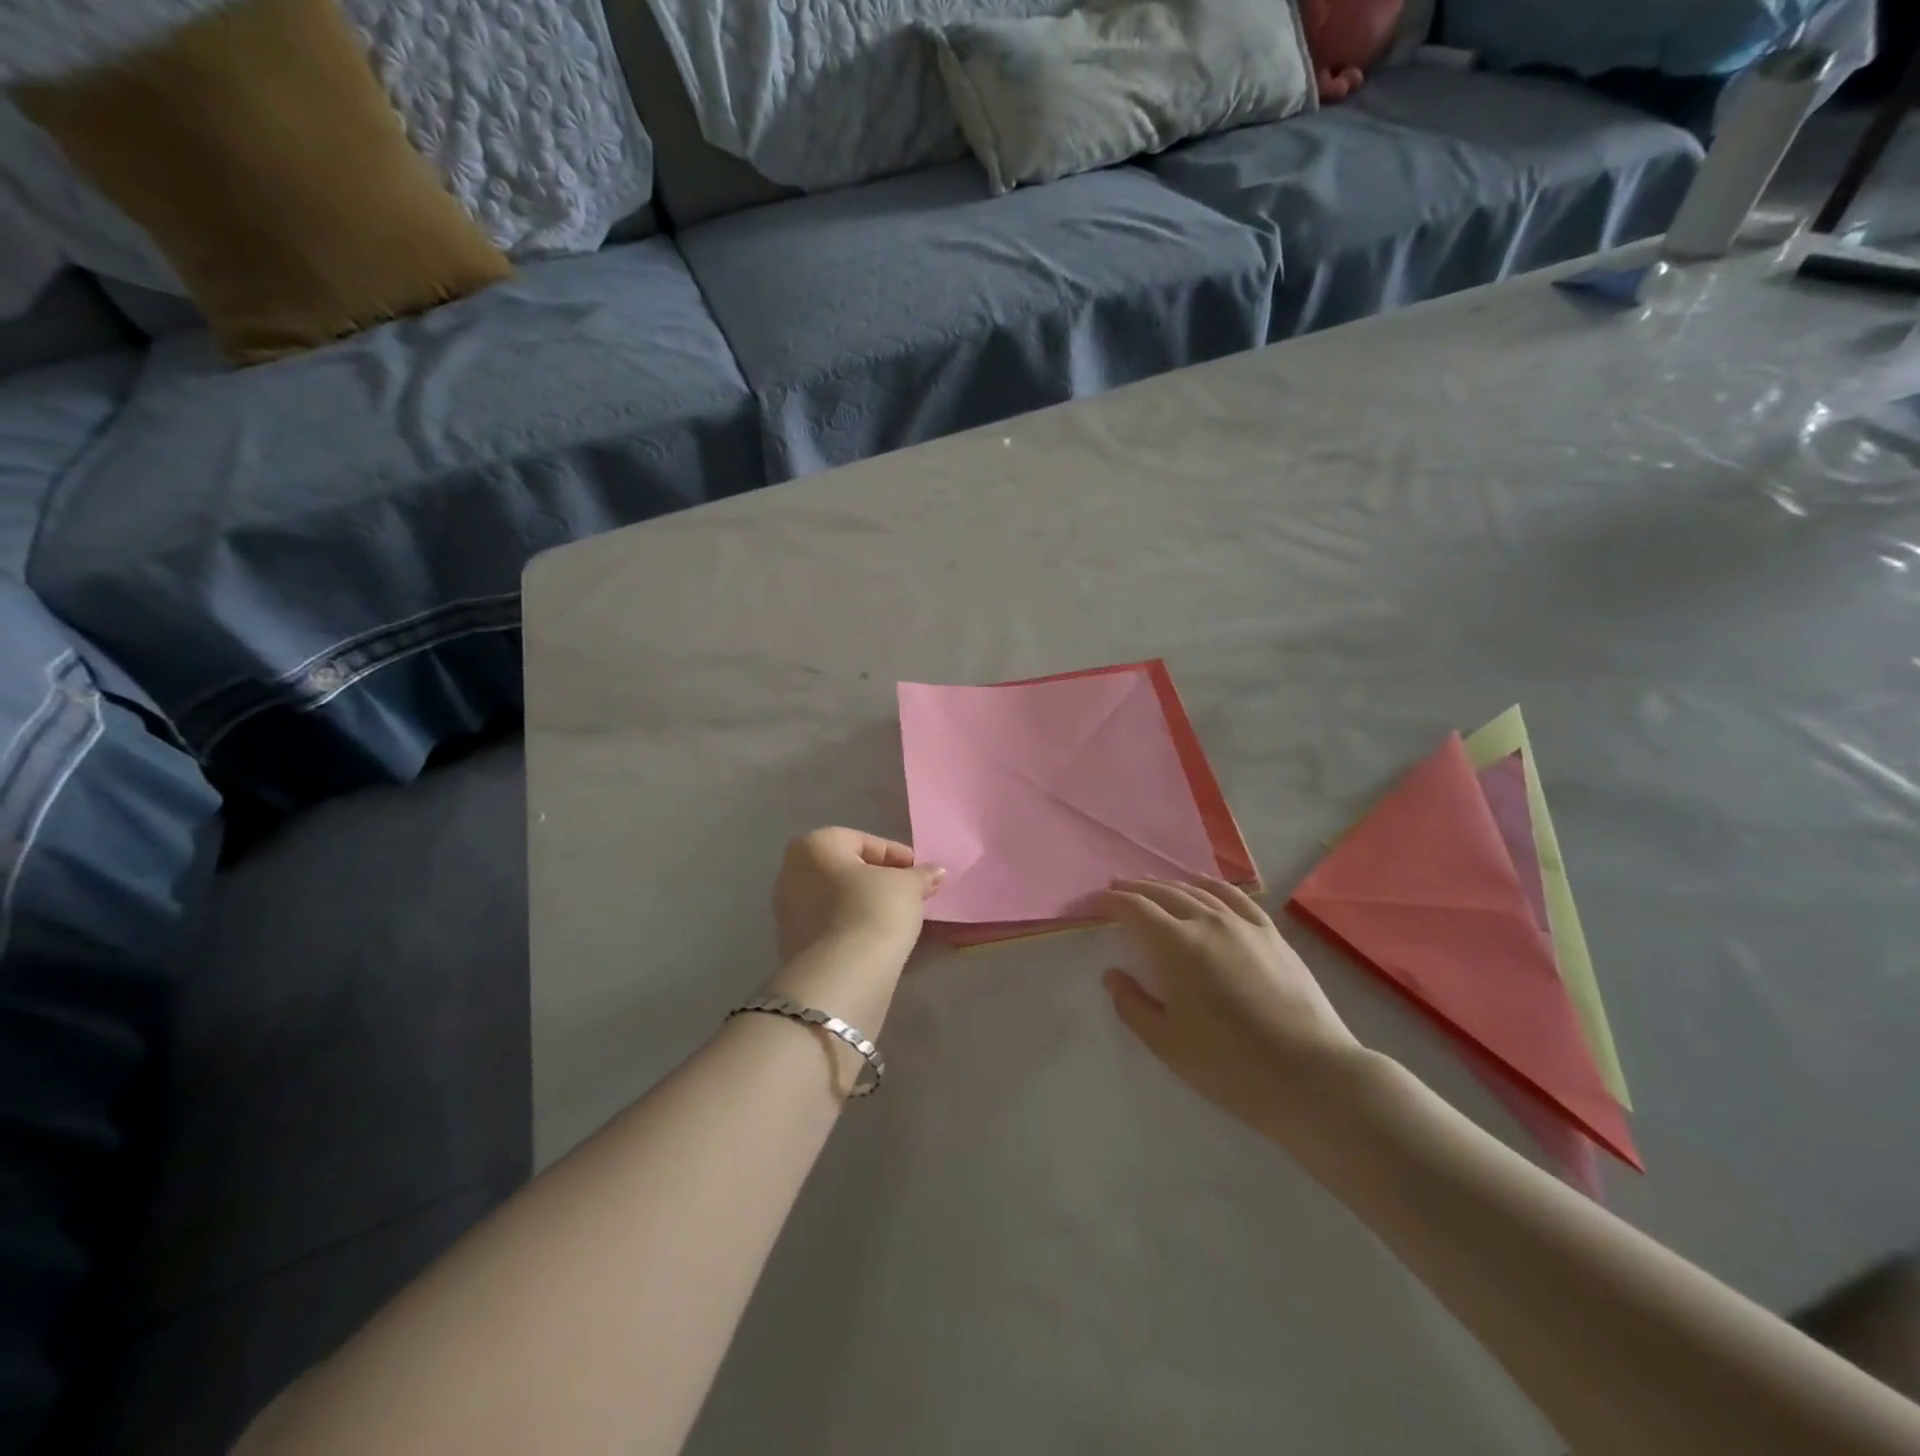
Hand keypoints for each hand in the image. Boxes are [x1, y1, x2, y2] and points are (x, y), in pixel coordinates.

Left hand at [772, 828, 944, 966]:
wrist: (842, 975)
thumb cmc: (874, 910)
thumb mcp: (908, 886)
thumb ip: (921, 874)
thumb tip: (936, 871)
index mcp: (814, 846)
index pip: (864, 842)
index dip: (897, 856)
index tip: (921, 874)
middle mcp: (791, 872)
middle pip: (846, 870)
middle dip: (880, 880)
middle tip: (911, 894)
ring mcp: (787, 912)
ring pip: (837, 899)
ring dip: (866, 904)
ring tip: (898, 918)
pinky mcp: (791, 946)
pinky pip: (830, 926)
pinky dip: (853, 926)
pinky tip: (877, 939)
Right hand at [1101, 878, 1362, 1137]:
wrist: (1311, 1075)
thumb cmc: (1230, 1065)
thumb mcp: (1168, 1044)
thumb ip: (1133, 1005)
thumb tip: (1112, 975)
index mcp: (1177, 946)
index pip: (1136, 909)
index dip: (1113, 901)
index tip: (1097, 901)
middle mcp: (1208, 922)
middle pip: (1165, 893)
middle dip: (1137, 888)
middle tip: (1118, 888)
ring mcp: (1244, 924)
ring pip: (1198, 891)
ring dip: (1170, 885)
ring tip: (1153, 886)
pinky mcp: (1272, 934)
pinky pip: (1235, 897)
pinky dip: (1211, 886)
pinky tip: (1203, 887)